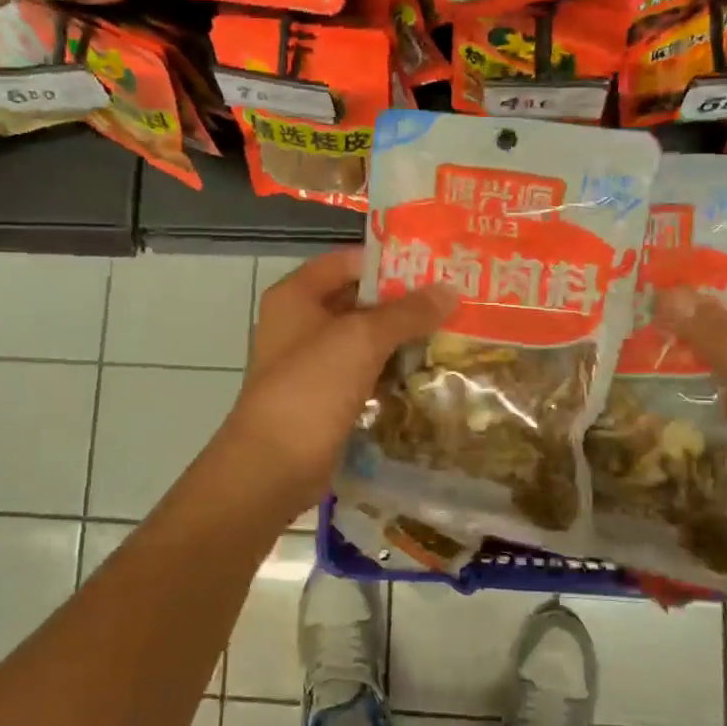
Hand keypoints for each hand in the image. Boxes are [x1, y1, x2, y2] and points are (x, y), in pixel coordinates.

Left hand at [222, 248, 456, 508]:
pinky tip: (426, 371)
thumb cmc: (312, 387)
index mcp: (296, 295)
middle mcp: (300, 322)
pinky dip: (389, 369)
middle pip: (357, 299)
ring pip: (362, 339)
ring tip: (450, 332)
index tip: (436, 266)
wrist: (273, 465)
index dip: (389, 261)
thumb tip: (451, 289)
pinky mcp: (323, 396)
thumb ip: (407, 312)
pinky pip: (362, 372)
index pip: (348, 261)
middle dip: (402, 301)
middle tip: (453, 300)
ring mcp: (310, 362)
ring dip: (400, 337)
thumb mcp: (362, 339)